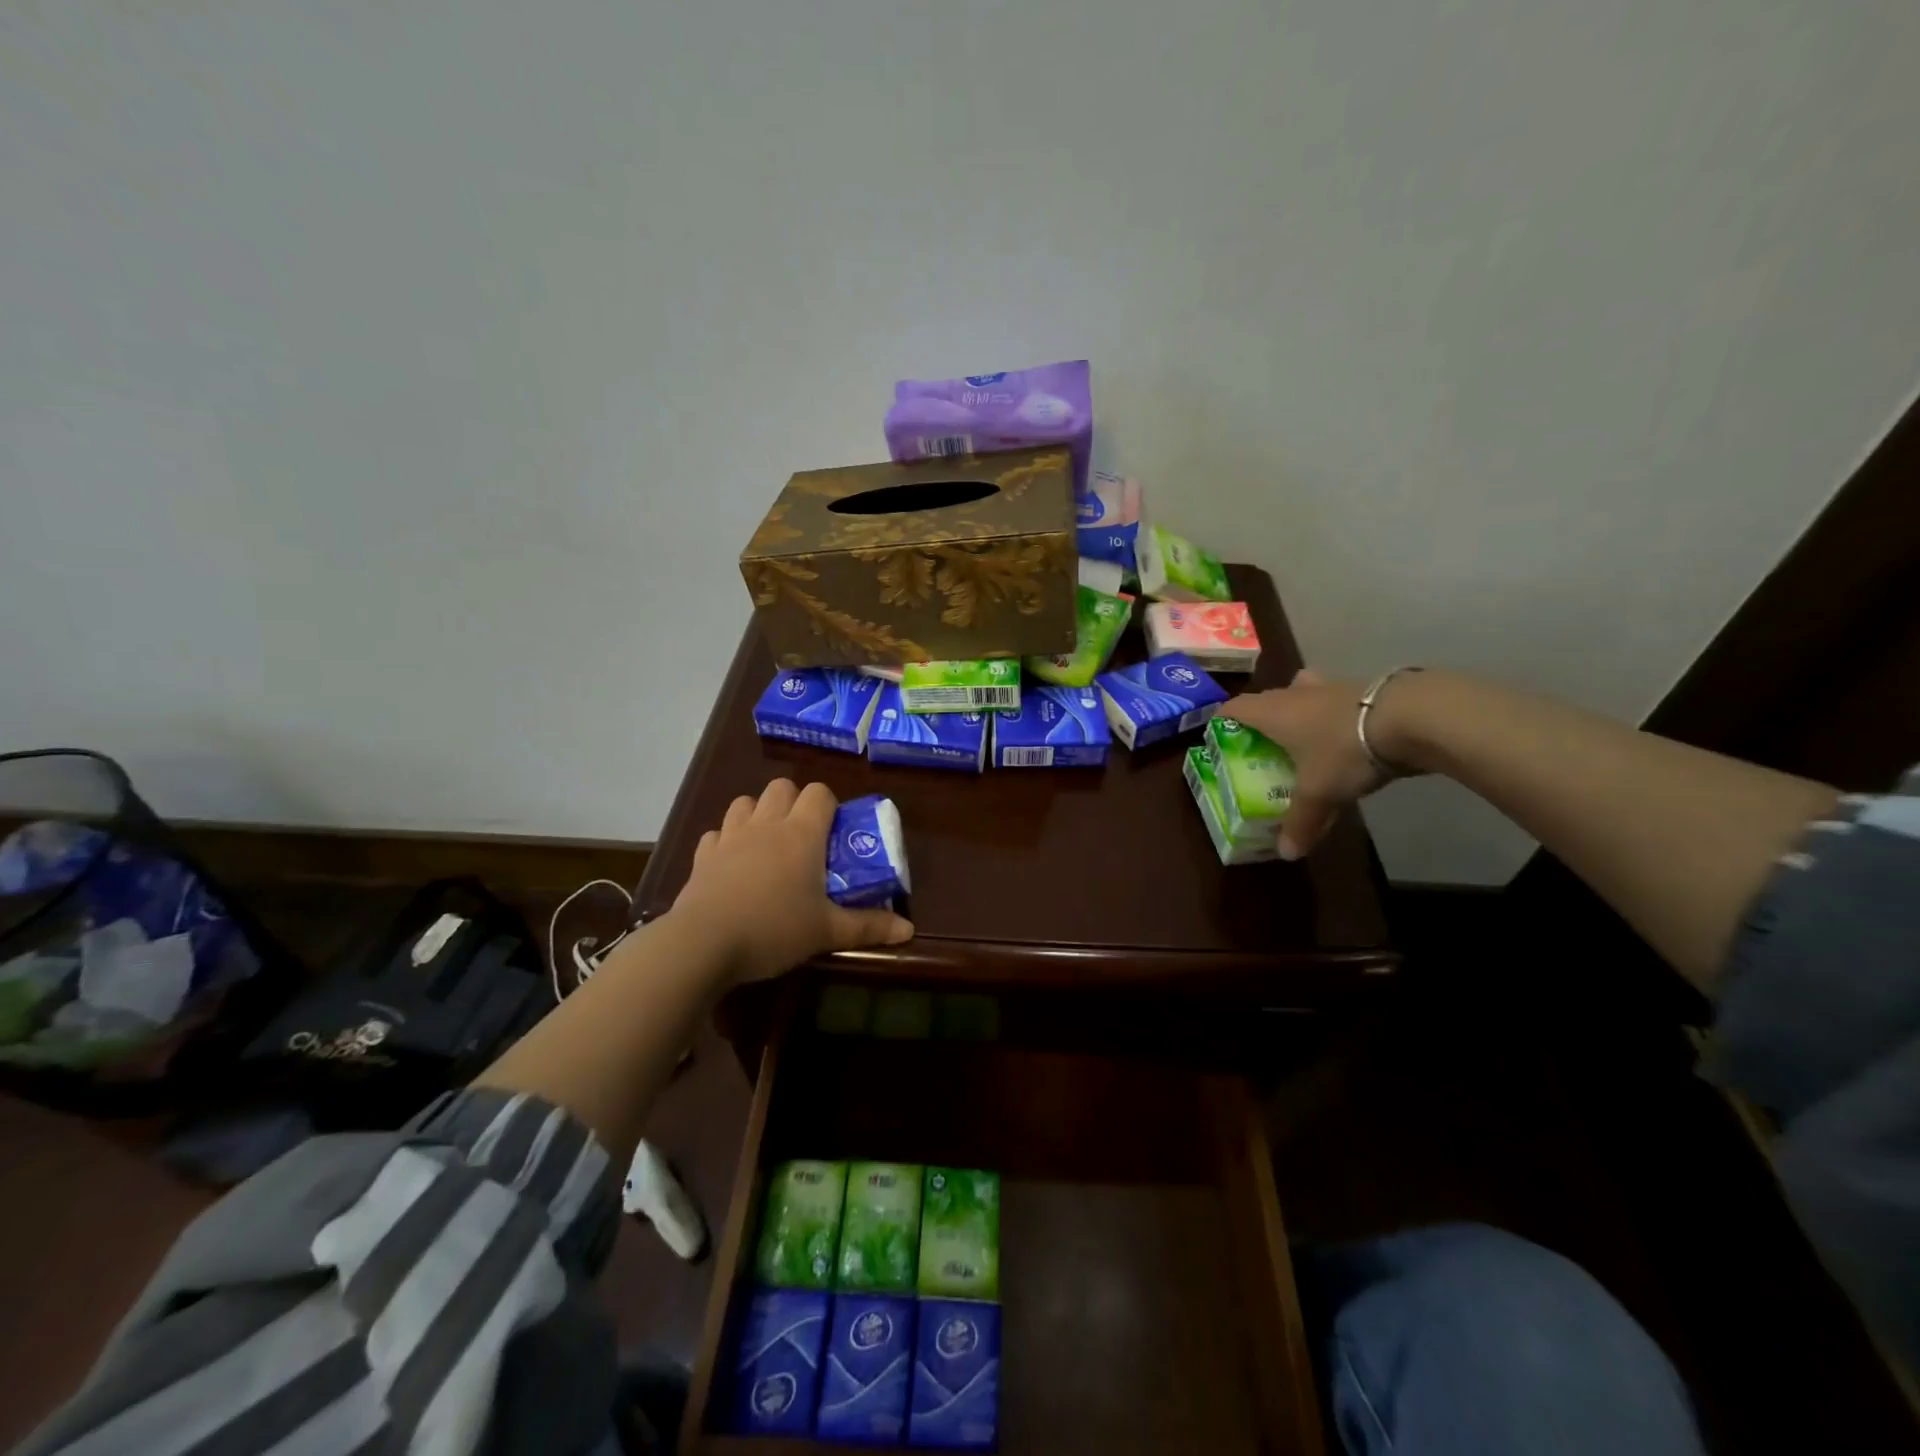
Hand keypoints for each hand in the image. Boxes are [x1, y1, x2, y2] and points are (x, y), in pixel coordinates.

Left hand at [670, 779, 913, 982]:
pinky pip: (716, 833)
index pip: (819, 793)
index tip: (834, 831)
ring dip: (758, 813)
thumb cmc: (775, 929)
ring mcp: (730, 837)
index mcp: (802, 834)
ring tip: (767, 844)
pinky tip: (731, 864)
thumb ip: (868, 927)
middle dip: (794, 802)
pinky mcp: (702, 856)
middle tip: (803, 836)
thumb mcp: (827, 932)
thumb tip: (908, 929)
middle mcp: (767, 824)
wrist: (704, 944)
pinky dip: (726, 841)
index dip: (829, 805)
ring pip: (745, 802)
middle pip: (782, 787)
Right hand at [1223, 668, 1390, 859]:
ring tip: (1303, 736)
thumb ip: (1300, 822)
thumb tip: (1286, 853)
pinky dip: (1333, 716)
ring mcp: (1331, 687)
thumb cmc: (1346, 750)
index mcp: (1272, 712)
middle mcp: (1295, 694)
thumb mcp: (1319, 793)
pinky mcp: (1364, 690)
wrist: (1413, 717)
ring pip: (1303, 692)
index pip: (1234, 709)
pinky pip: (1335, 701)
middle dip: (1261, 720)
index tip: (1221, 740)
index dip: (1223, 723)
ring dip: (1299, 710)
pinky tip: (1345, 736)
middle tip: (1263, 747)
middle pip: (1267, 700)